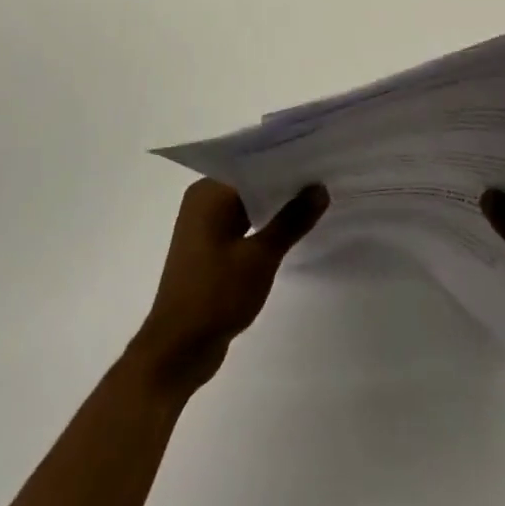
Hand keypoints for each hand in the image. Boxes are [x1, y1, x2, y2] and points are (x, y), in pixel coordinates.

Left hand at [129, 179, 328, 394]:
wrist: (178, 348)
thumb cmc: (216, 295)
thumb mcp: (261, 257)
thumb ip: (291, 220)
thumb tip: (320, 188)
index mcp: (208, 193)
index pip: (253, 163)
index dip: (286, 160)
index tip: (319, 157)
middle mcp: (203, 201)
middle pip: (251, 181)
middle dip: (286, 182)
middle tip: (326, 176)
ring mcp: (204, 225)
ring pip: (248, 203)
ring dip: (277, 204)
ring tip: (317, 199)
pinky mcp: (210, 247)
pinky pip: (243, 223)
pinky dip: (265, 224)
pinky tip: (293, 227)